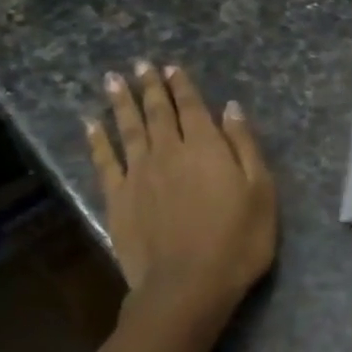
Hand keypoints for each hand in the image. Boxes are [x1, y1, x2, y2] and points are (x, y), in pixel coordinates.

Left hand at [87, 62, 276, 317]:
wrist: (187, 285)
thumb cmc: (237, 241)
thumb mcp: (261, 192)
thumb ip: (244, 146)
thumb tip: (231, 108)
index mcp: (206, 148)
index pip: (193, 108)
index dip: (182, 86)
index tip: (171, 67)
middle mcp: (169, 152)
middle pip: (158, 112)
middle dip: (150, 87)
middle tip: (141, 65)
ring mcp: (139, 175)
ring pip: (128, 129)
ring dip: (121, 103)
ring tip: (113, 80)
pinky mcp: (118, 199)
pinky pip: (105, 161)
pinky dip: (97, 140)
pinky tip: (90, 125)